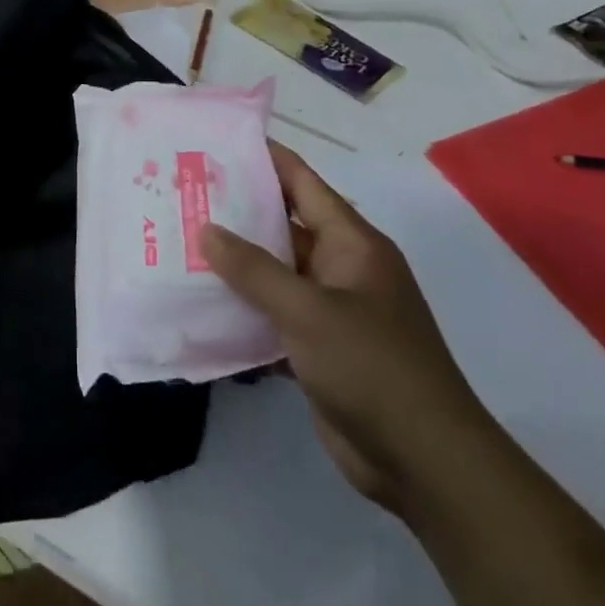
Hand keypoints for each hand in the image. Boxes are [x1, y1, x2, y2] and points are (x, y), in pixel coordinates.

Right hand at [200, 143, 490, 516]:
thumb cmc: (372, 366)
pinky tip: (201, 306)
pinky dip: (244, 311)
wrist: (423, 462)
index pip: (303, 183)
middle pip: (283, 227)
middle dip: (236, 213)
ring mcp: (331, 310)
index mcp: (351, 243)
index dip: (265, 159)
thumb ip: (254, 269)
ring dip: (235, 265)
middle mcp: (341, 268)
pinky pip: (274, 316)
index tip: (218, 143)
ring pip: (274, 274)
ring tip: (180, 244)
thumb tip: (207, 230)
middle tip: (183, 195)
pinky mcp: (318, 349)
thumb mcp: (308, 311)